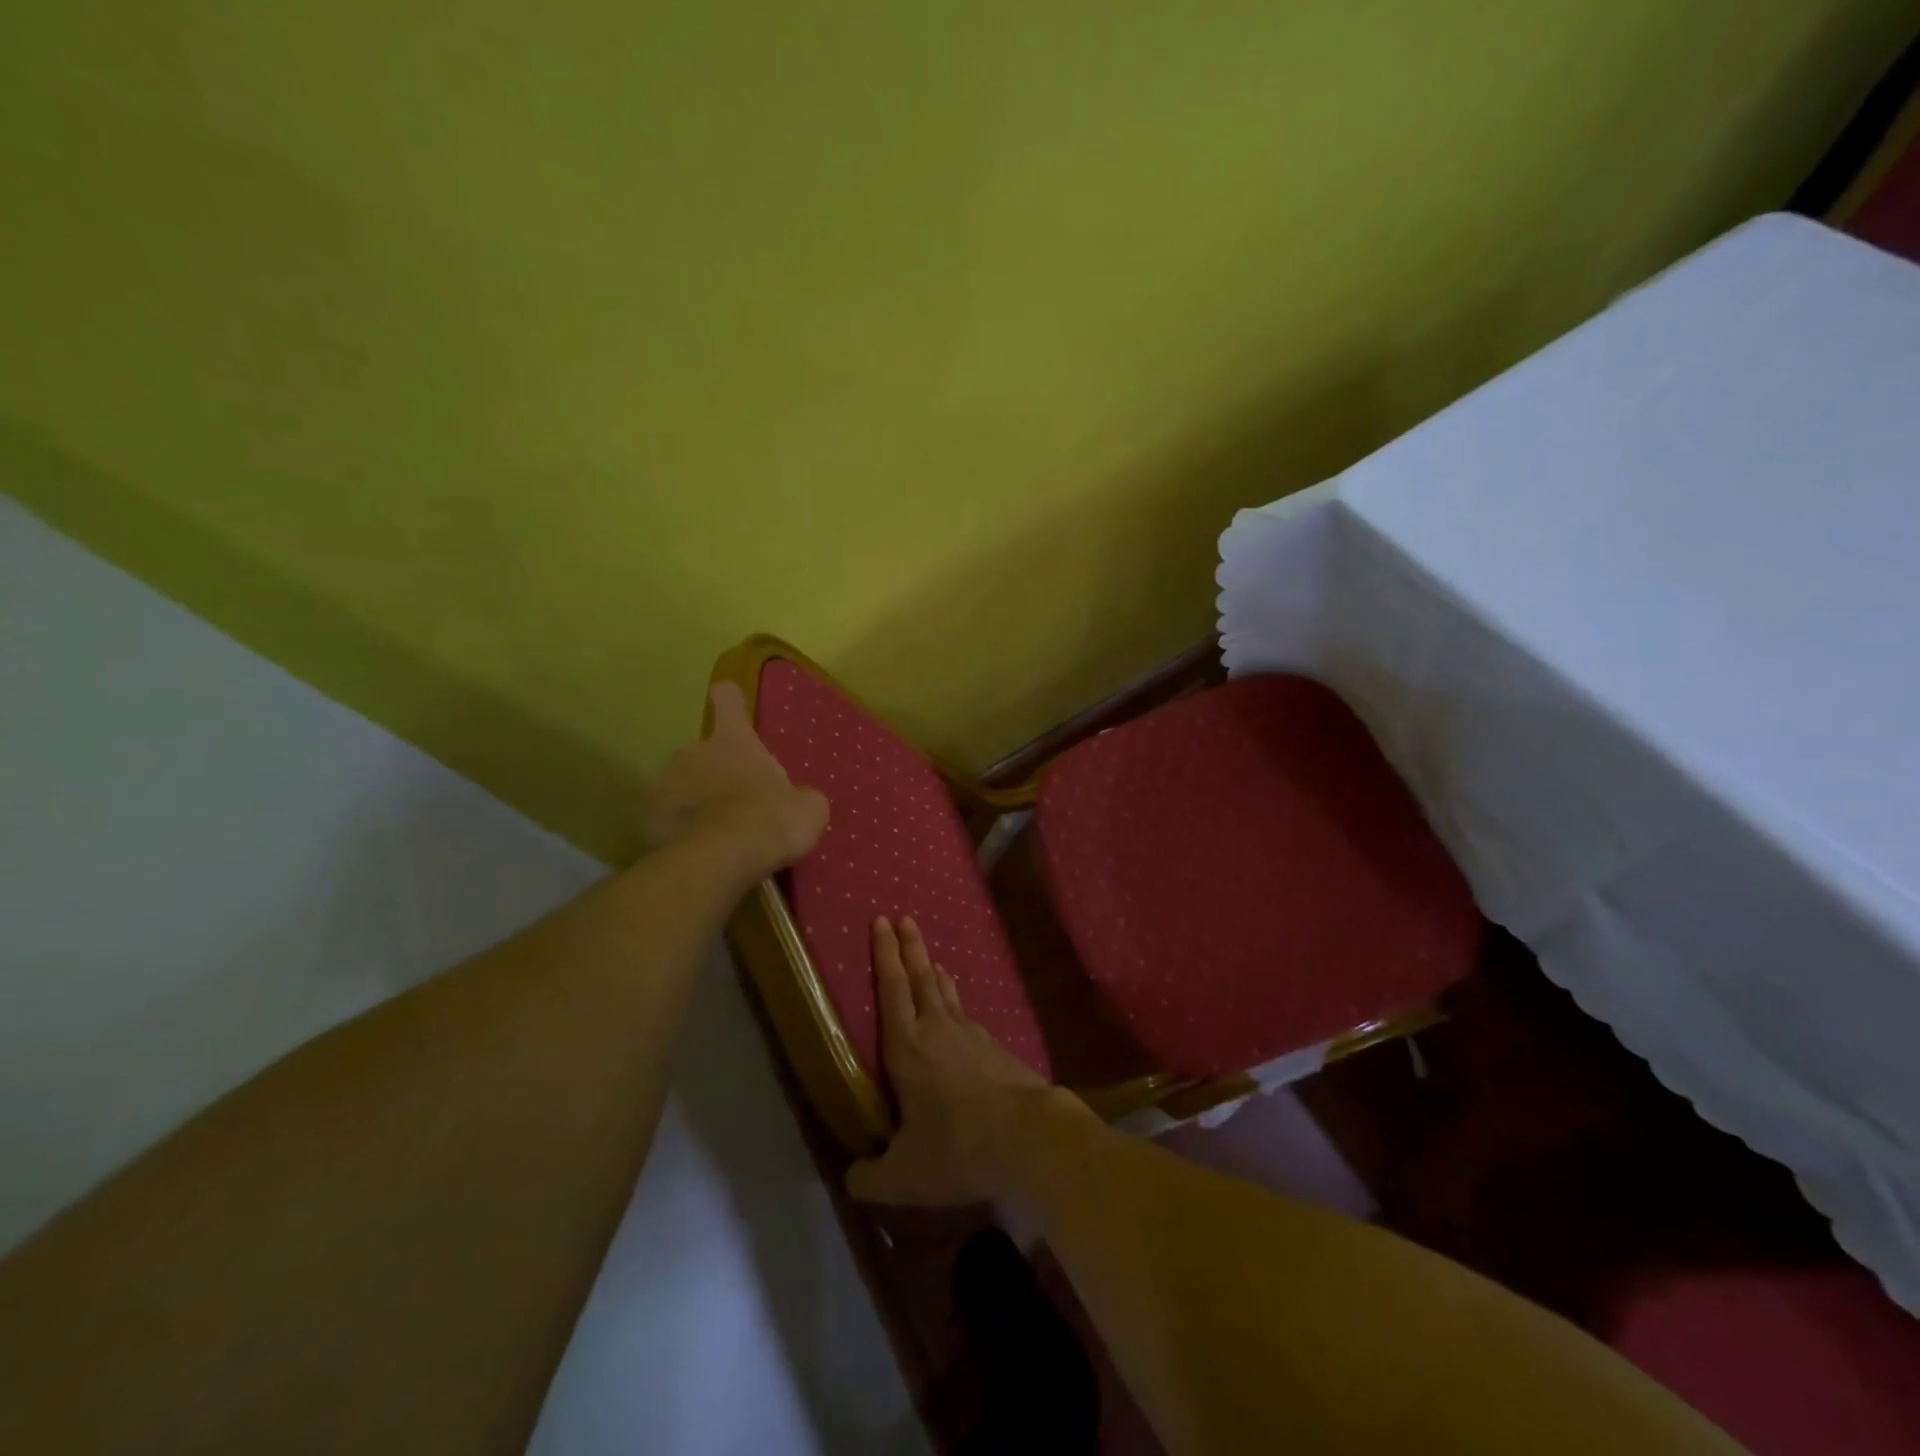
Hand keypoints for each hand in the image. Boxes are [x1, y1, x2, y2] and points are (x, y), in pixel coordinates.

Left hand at [643, 683, 828, 884]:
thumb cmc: (771, 820)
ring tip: (714, 834)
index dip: (731, 701)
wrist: (723, 859)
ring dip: (694, 801)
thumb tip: (798, 800)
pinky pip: (665, 818)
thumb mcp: (808, 808)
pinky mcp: (646, 817)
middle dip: (716, 773)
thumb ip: (799, 796)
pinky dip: (677, 829)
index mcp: (733, 740)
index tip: (730, 702)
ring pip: (680, 785)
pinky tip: (695, 850)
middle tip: (737, 805)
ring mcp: (664, 782)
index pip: (728, 700)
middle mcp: (693, 750)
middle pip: (704, 753)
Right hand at [846, 916, 1090, 1207]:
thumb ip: (871, 1177)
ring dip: (934, 973)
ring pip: (947, 993)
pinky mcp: (997, 1047)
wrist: (1027, 1138)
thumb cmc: (956, 1148)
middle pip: (919, 977)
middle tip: (904, 918)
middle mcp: (937, 1029)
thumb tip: (850, 1178)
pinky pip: (968, 1016)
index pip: (891, 988)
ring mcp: (972, 1034)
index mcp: (907, 1047)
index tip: (882, 921)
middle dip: (910, 946)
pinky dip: (957, 1005)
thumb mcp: (903, 1176)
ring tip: (930, 960)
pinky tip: (960, 1016)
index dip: (884, 953)